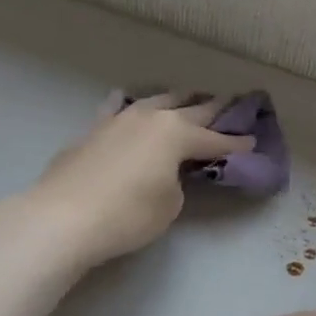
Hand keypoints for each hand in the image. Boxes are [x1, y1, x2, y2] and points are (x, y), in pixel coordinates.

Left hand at [28, 91, 256, 268]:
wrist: (63, 217)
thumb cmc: (128, 214)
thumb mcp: (169, 205)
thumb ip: (177, 181)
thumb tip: (167, 172)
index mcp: (176, 134)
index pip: (215, 140)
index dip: (235, 143)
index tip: (252, 141)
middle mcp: (150, 118)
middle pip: (189, 109)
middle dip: (212, 108)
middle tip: (230, 102)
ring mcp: (119, 120)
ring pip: (155, 101)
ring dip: (175, 100)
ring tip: (187, 98)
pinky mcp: (93, 130)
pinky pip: (118, 109)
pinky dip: (130, 106)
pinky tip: (127, 102)